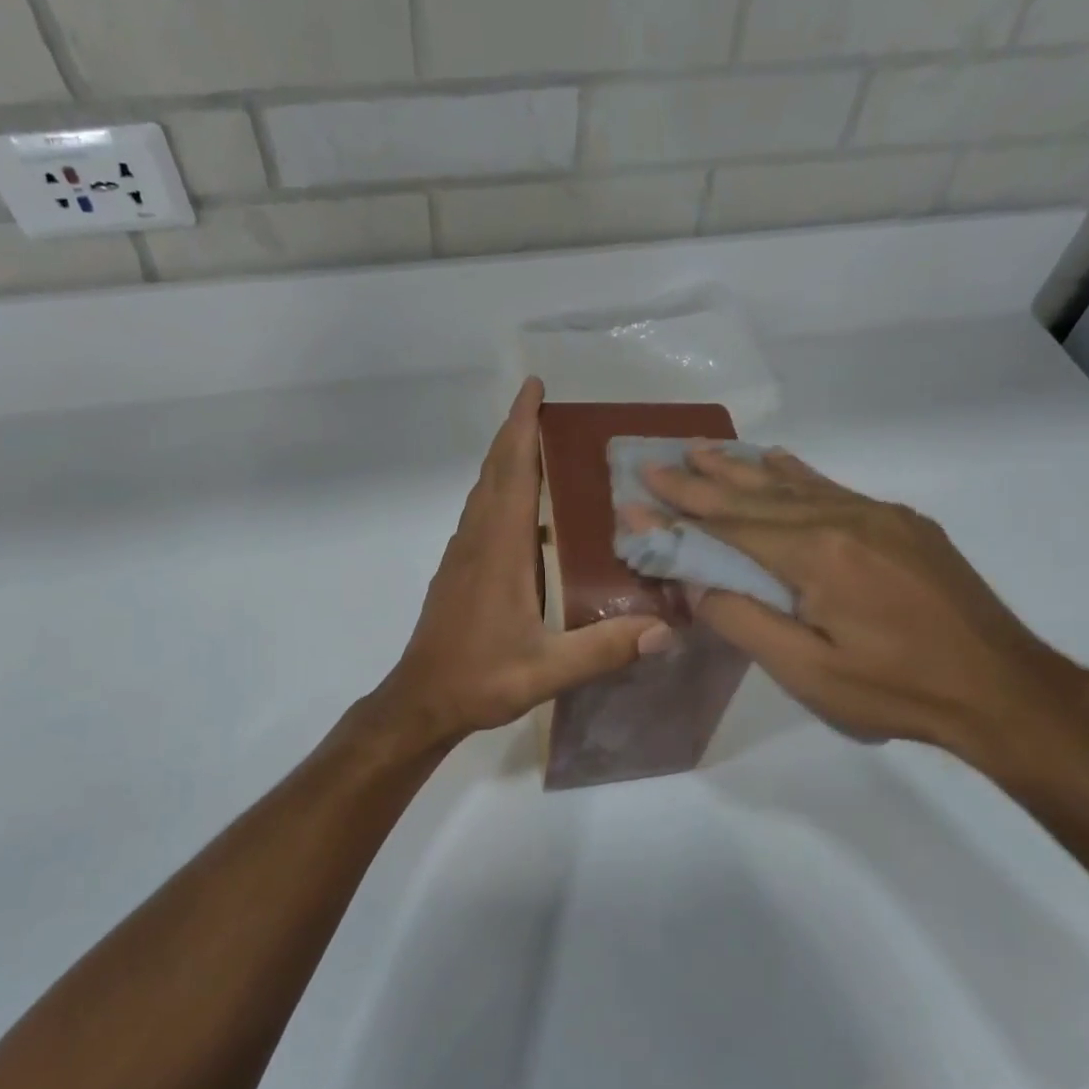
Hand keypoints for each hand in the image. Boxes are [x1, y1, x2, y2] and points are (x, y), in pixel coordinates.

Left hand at [376, 379, 671, 744]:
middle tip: (544, 405)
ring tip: (540, 445)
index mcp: (499, 550)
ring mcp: (462, 554)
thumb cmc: (480, 678)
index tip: (534, 387)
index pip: (512, 472)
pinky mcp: (458, 570)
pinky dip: (500, 490)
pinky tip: (525, 510)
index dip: (522, 427)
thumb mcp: (546, 670)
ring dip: (506, 459)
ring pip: (484, 491)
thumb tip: (666, 629)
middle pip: (495, 471)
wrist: (422, 700)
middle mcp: (477, 540)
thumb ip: (604, 649)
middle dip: (515, 431)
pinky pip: (480, 514)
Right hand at [641, 445, 1086, 763]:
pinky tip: (779, 460)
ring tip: (704, 450)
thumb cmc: (897, 690)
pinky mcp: (902, 524)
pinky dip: (798, 473)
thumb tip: (695, 582)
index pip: (730, 526)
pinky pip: (834, 488)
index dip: (680, 511)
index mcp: (816, 555)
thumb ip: (744, 621)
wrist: (1002, 688)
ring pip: (795, 484)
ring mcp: (878, 516)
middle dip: (702, 479)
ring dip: (743, 468)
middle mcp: (843, 519)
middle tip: (659, 459)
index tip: (638, 491)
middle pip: (757, 495)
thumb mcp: (808, 673)